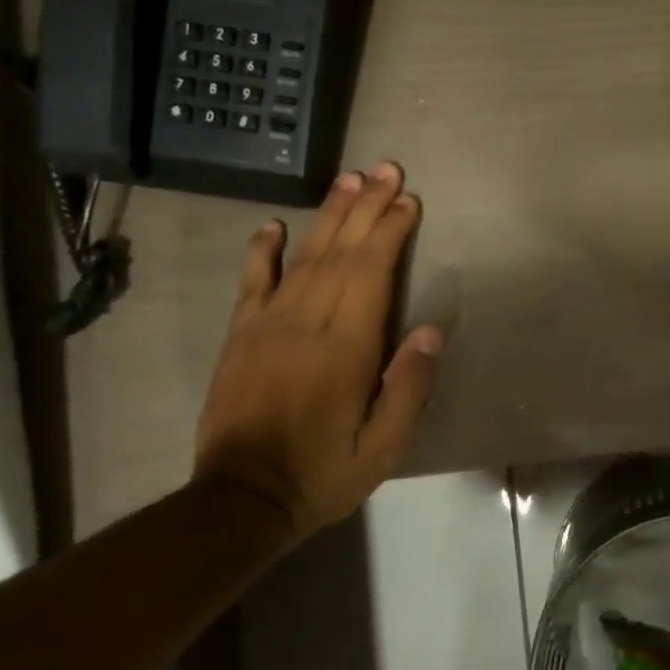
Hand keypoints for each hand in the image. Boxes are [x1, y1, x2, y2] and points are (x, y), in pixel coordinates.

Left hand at [194, 162, 442, 540]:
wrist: (240, 500)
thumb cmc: (323, 474)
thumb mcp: (383, 448)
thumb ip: (408, 388)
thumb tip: (430, 331)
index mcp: (345, 348)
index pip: (372, 273)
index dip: (390, 232)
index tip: (407, 200)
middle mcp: (306, 324)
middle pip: (341, 252)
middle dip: (366, 207)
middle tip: (385, 169)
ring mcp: (267, 324)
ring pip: (304, 256)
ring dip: (328, 215)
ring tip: (347, 179)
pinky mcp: (240, 335)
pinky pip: (253, 282)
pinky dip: (263, 249)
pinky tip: (274, 224)